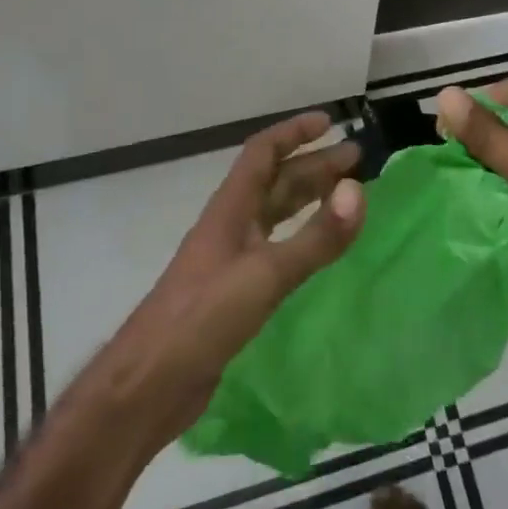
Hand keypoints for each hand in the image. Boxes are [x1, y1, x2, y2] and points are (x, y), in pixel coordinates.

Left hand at [99, 111, 363, 445]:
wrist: (148, 385)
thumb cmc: (202, 319)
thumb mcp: (265, 275)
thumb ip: (315, 238)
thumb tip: (359, 191)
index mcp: (230, 210)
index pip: (262, 153)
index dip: (294, 133)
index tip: (330, 123)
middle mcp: (231, 227)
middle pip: (275, 182)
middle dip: (314, 166)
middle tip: (357, 160)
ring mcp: (231, 260)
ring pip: (276, 215)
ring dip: (309, 198)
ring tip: (347, 194)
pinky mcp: (235, 294)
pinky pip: (276, 249)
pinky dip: (303, 237)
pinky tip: (320, 248)